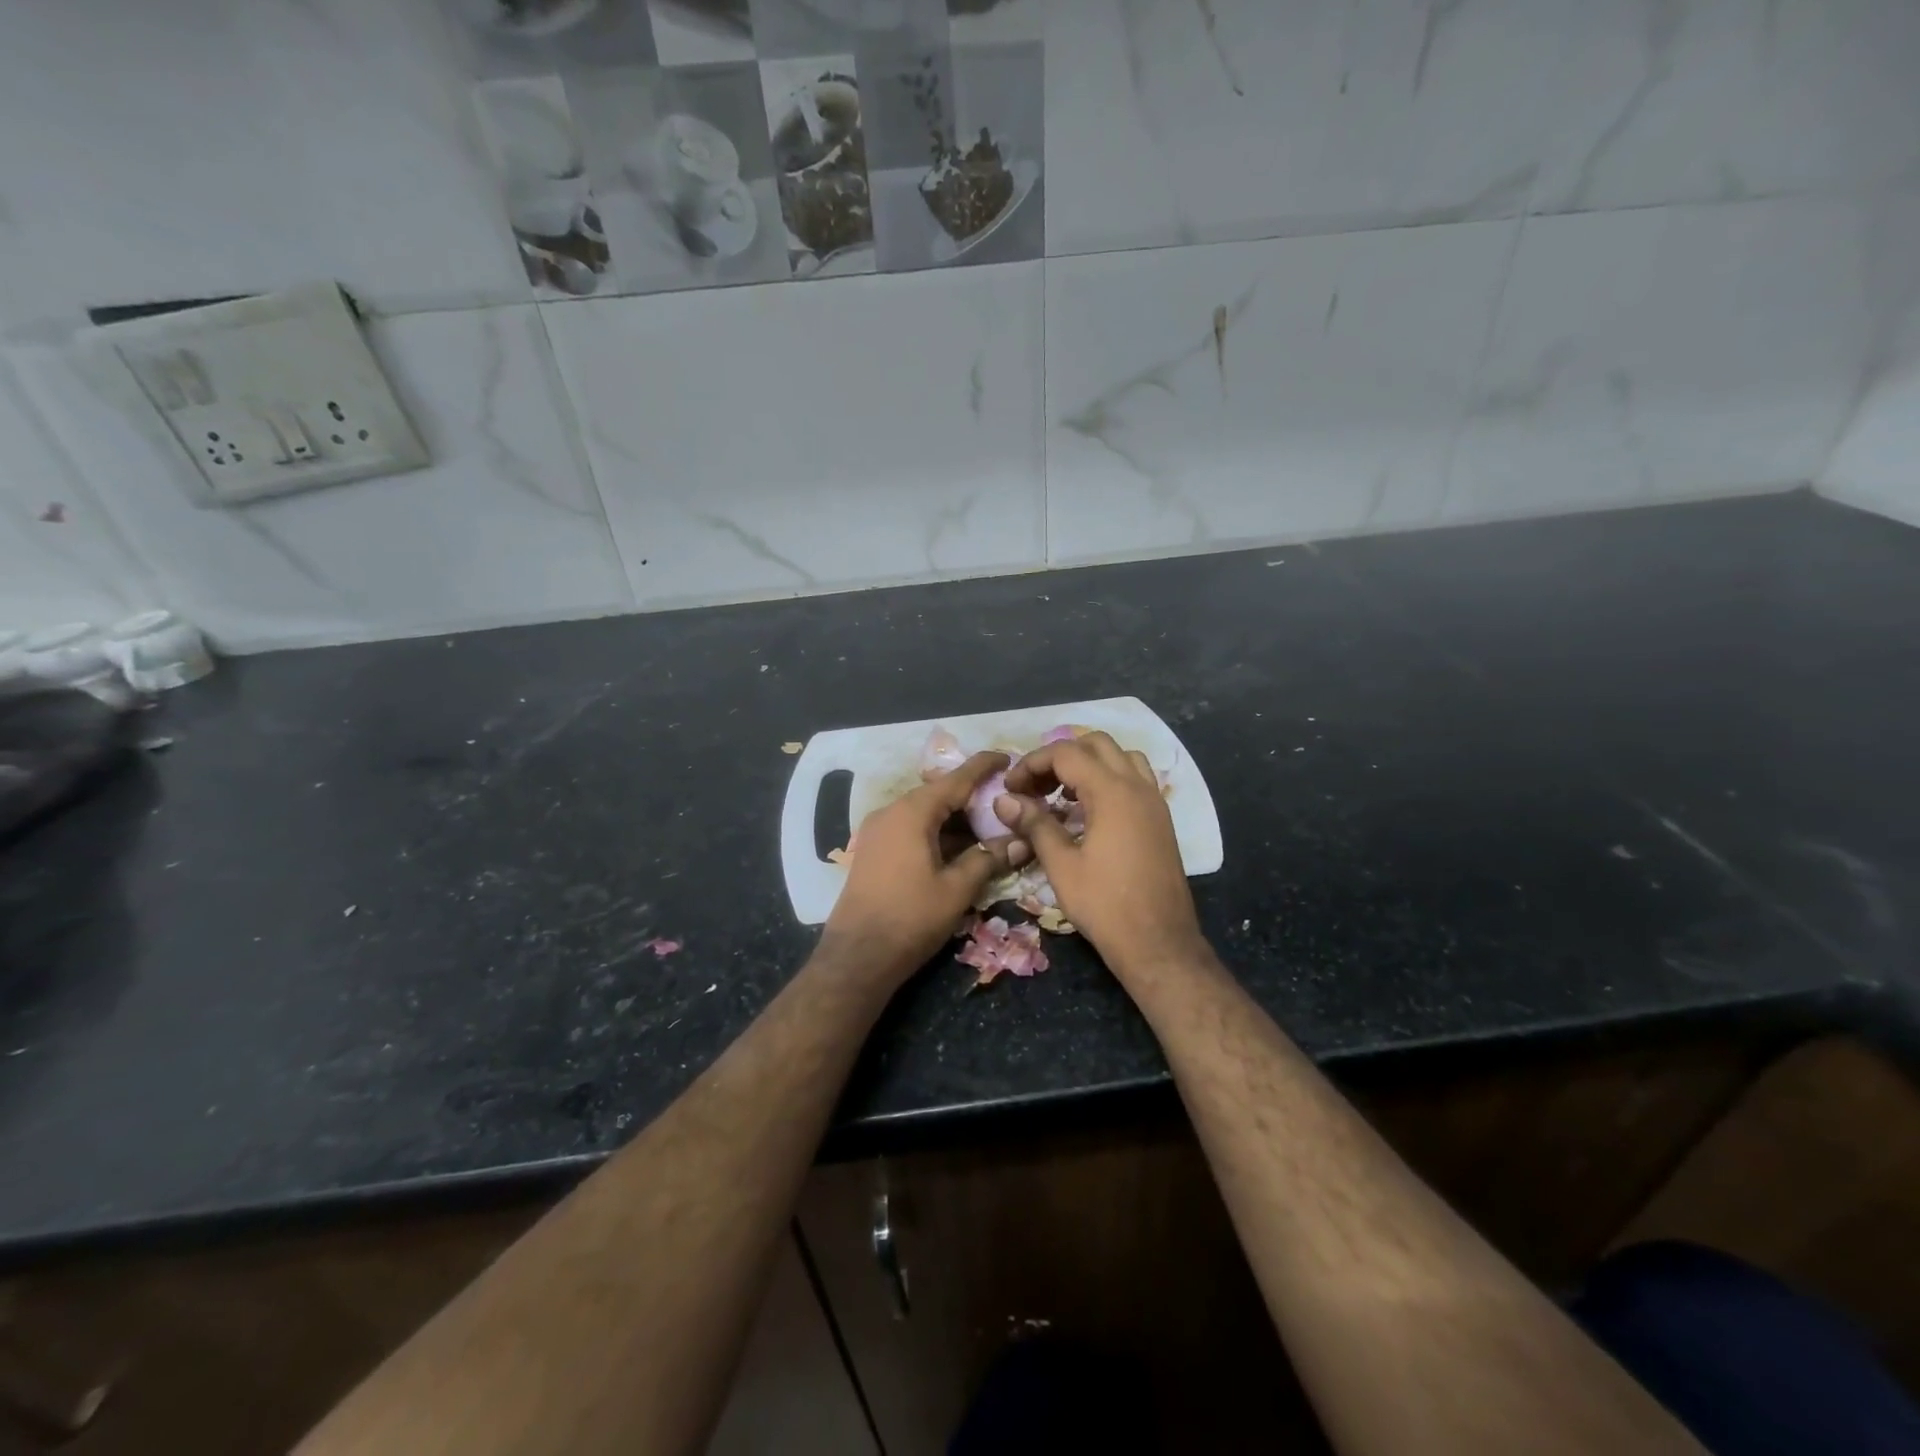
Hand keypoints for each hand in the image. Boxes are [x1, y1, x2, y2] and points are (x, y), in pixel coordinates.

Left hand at [823, 751, 1030, 983]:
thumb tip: (1020, 842)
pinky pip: (912, 829)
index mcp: (911, 812)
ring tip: (989, 828)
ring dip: (956, 819)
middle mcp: (891, 812)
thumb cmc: (910, 919)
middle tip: (1006, 803)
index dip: (983, 767)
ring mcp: (878, 831)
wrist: (857, 957)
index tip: (1007, 757)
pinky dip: (938, 833)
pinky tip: (960, 848)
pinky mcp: (873, 851)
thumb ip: (988, 859)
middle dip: (972, 798)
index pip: (955, 779)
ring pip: (925, 813)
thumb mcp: (957, 889)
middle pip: (939, 794)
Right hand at [994, 732, 1205, 979]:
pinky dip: (1109, 780)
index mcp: (1113, 792)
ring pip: (1121, 758)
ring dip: (1089, 765)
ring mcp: (1154, 802)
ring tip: (1063, 795)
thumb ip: (1035, 824)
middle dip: (1060, 757)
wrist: (1159, 944)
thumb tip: (1004, 800)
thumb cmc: (1105, 905)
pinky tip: (1089, 812)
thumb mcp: (1061, 865)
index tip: (1011, 788)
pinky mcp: (1161, 820)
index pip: (1066, 753)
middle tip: (1035, 787)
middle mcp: (1138, 787)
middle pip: (1096, 744)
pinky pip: (1135, 780)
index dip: (1032, 763)